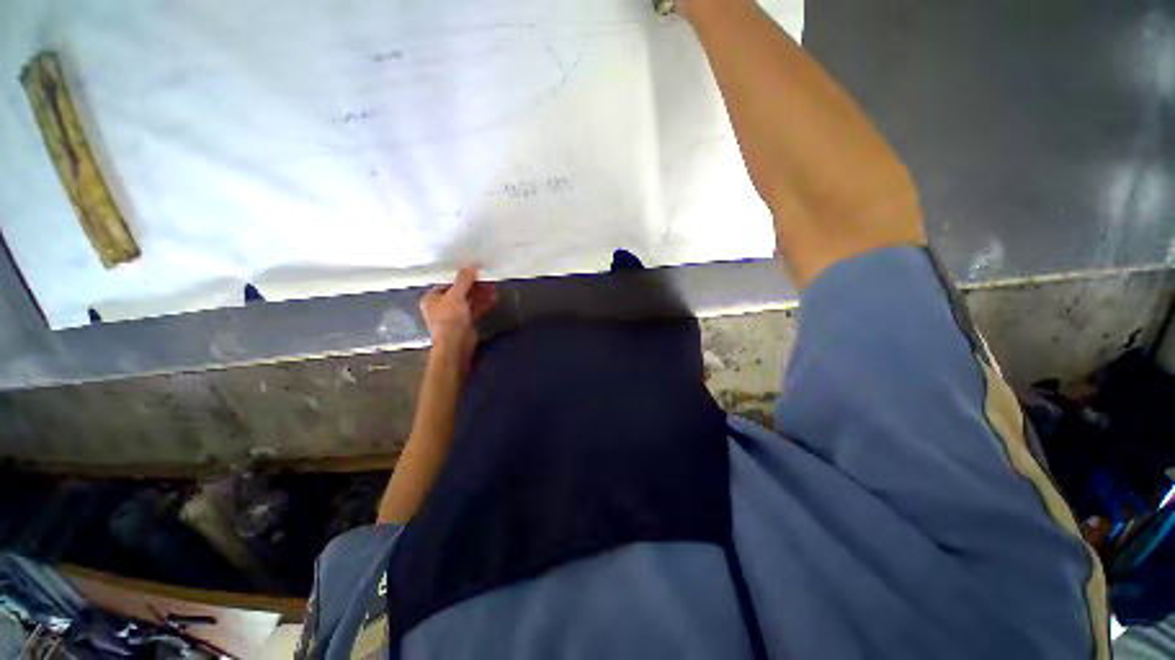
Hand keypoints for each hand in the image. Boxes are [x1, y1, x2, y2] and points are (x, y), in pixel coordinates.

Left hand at [420, 265, 498, 359]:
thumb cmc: (450, 319)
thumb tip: (470, 264)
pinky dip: (483, 303)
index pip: (447, 283)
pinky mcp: (465, 322)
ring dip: (480, 294)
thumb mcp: (456, 296)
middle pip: (459, 291)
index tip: (475, 271)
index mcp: (432, 298)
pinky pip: (474, 309)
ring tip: (493, 286)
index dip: (461, 277)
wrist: (455, 345)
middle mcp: (441, 306)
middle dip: (474, 285)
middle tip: (487, 278)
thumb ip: (463, 280)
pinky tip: (494, 298)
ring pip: (468, 300)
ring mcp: (454, 315)